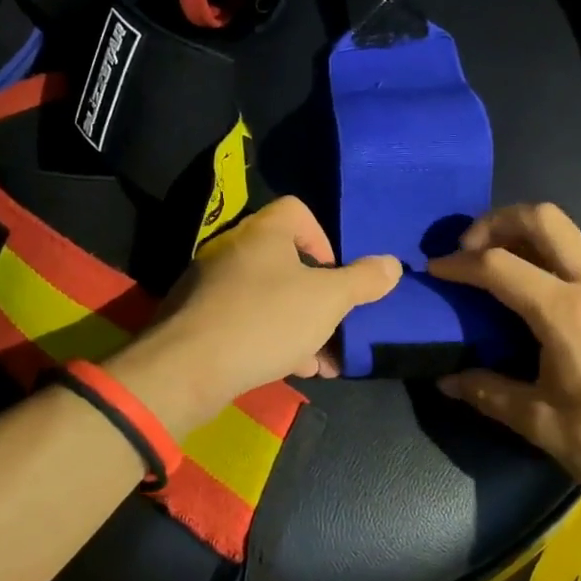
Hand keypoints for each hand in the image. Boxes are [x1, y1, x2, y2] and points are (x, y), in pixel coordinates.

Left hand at [106, 196, 400, 434]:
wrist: (188, 368)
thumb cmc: (266, 320)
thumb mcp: (327, 301)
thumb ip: (363, 281)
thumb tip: (392, 264)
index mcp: (263, 232)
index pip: (297, 211)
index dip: (323, 238)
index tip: (334, 274)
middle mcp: (233, 248)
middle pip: (286, 260)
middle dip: (316, 295)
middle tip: (334, 324)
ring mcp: (210, 284)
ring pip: (267, 295)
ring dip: (298, 324)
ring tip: (320, 361)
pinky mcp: (197, 318)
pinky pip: (244, 319)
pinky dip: (269, 338)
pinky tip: (288, 369)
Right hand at [427, 203, 580, 510]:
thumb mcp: (545, 426)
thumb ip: (490, 393)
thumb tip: (446, 379)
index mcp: (567, 313)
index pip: (499, 266)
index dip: (459, 264)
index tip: (434, 270)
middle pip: (541, 217)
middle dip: (495, 222)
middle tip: (469, 250)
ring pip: (566, 230)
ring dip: (524, 233)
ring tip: (497, 265)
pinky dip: (549, 253)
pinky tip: (538, 293)